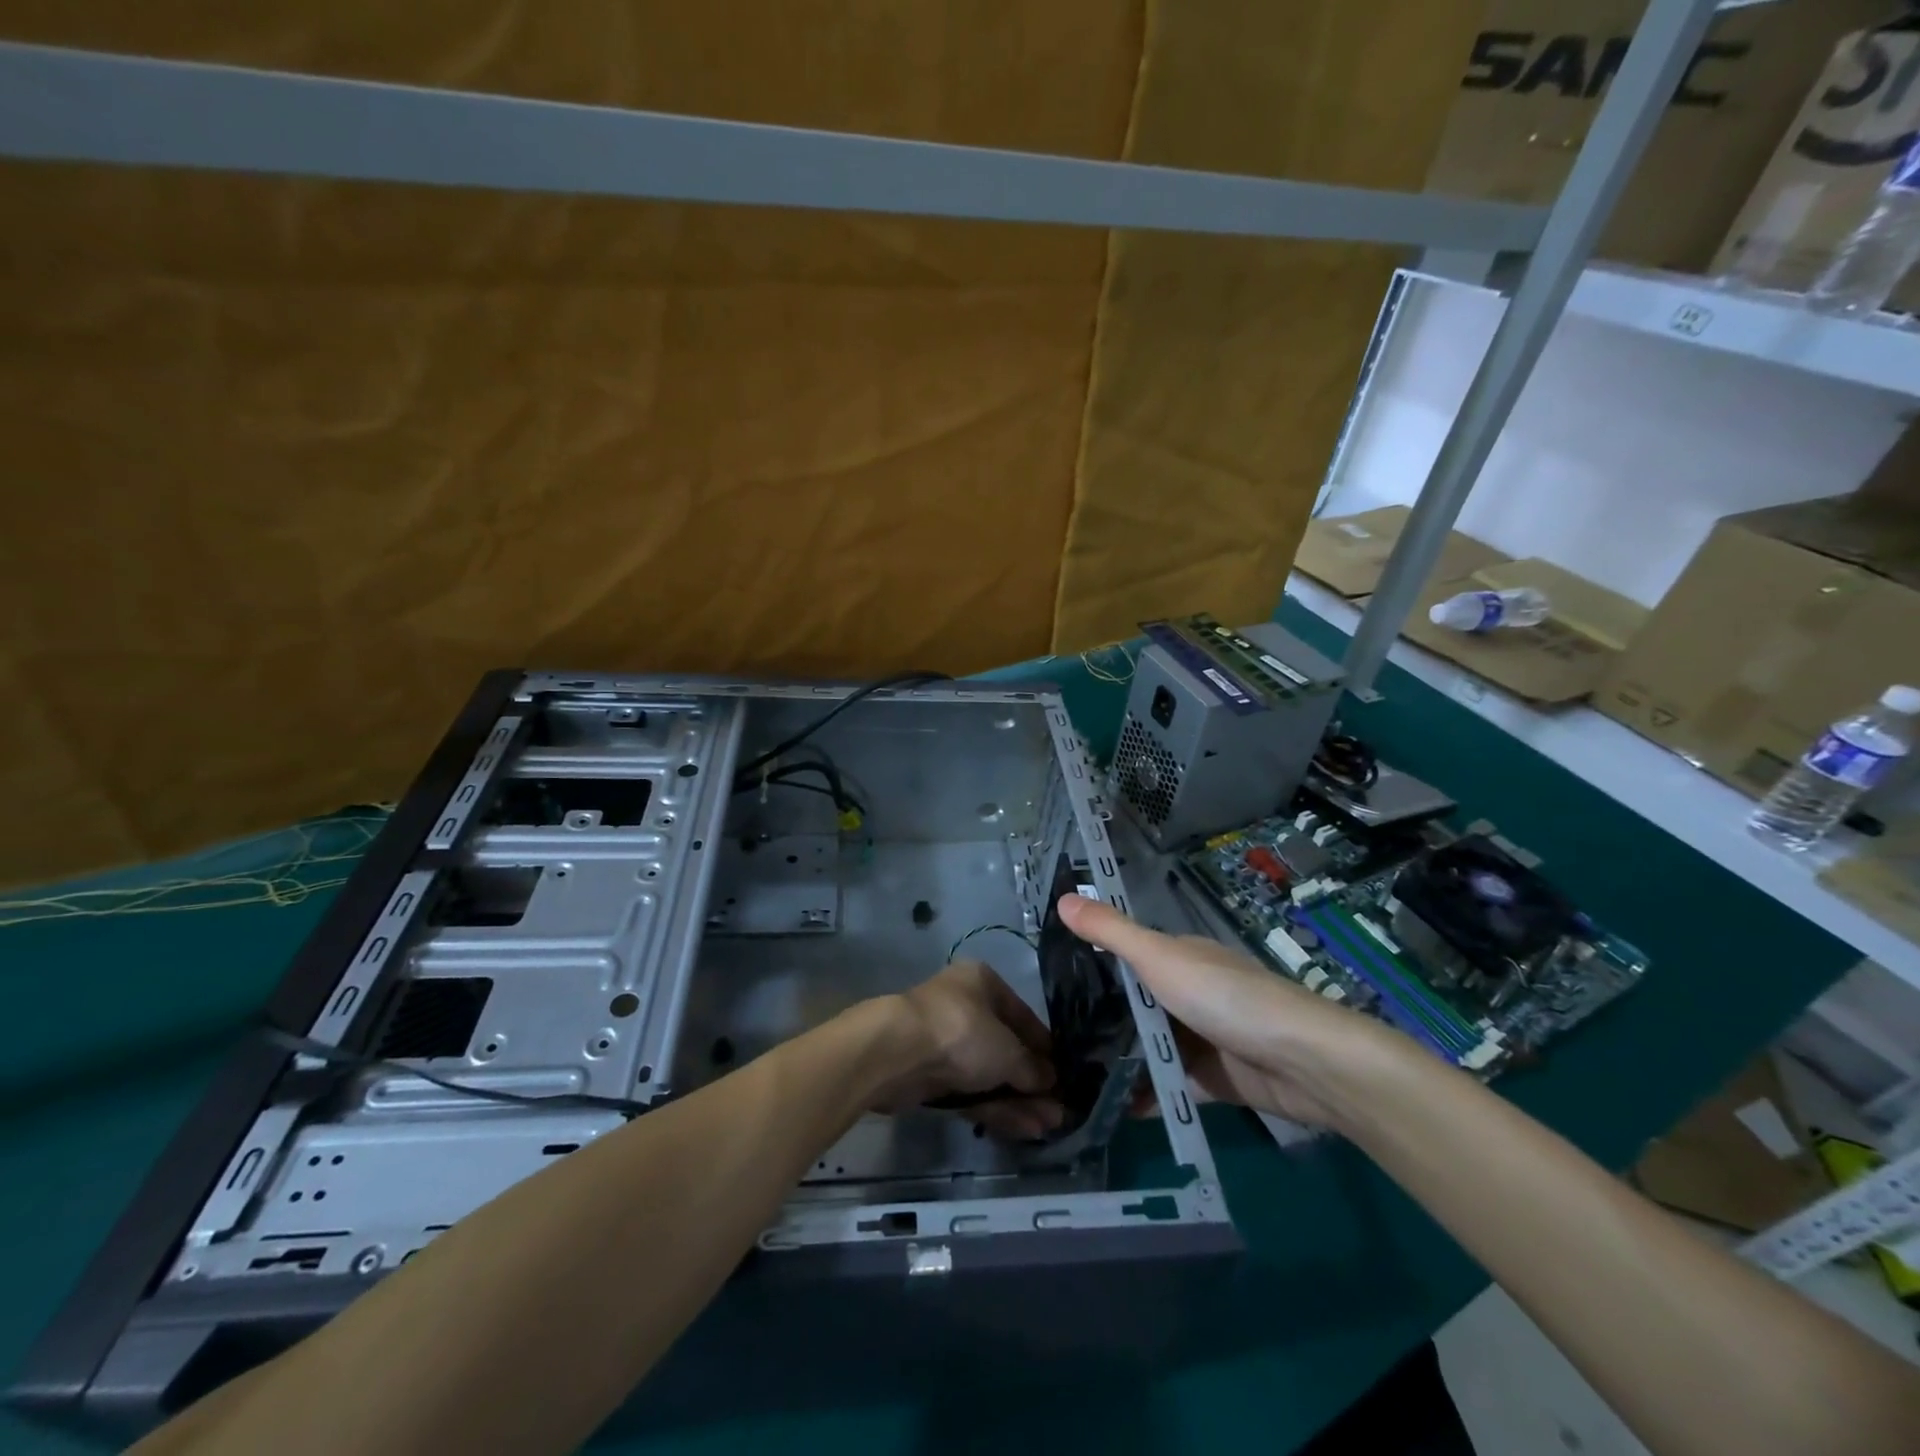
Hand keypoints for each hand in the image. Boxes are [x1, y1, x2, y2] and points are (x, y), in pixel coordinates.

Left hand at [876, 959, 1064, 1138]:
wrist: (896, 1053)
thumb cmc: (961, 1033)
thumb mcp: (1008, 1050)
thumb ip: (1032, 1067)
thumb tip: (1051, 1081)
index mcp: (982, 983)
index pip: (1022, 1016)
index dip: (1045, 1046)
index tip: (1065, 1074)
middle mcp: (965, 1008)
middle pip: (1006, 1048)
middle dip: (1033, 1082)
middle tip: (1060, 1110)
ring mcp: (946, 1043)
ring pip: (989, 1074)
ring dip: (1019, 1100)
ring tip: (1050, 1127)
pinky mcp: (931, 1076)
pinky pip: (971, 1092)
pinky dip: (996, 1108)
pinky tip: (1024, 1129)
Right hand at [1056, 893, 1417, 1126]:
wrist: (1299, 1061)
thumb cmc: (1223, 996)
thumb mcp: (1157, 957)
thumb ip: (1111, 933)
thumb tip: (1061, 899)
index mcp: (1180, 959)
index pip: (1128, 957)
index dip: (1092, 968)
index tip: (1049, 988)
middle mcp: (1189, 994)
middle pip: (1137, 1006)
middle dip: (1100, 1022)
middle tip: (1050, 1043)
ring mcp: (1202, 1039)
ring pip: (1151, 1048)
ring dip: (1119, 1062)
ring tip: (1069, 1079)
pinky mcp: (1213, 1082)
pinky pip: (1169, 1087)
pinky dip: (1144, 1097)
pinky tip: (1108, 1109)